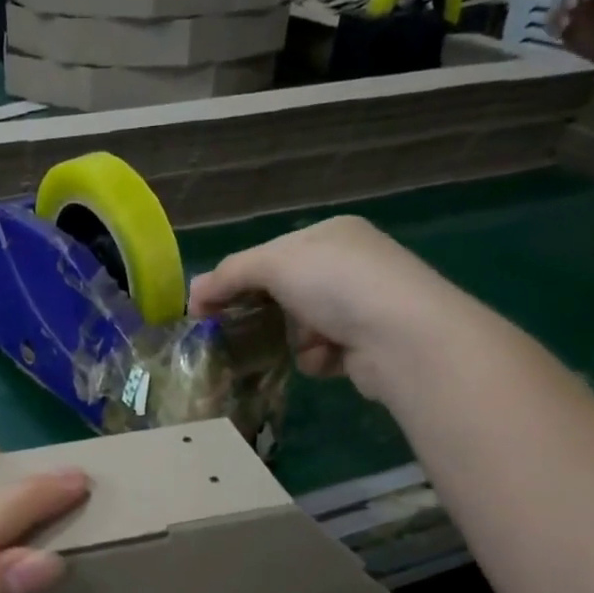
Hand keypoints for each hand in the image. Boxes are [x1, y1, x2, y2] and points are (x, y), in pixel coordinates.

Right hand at [190, 216, 482, 399]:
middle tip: (237, 334)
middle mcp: (350, 265)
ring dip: (294, 338)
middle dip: (265, 313)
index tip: (204, 310)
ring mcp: (363, 305)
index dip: (235, 279)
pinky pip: (322, 352)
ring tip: (303, 345)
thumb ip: (229, 275)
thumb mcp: (274, 264)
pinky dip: (317, 358)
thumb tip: (192, 294)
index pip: (270, 255)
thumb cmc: (335, 285)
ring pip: (300, 326)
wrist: (401, 336)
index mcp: (331, 235)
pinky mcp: (368, 344)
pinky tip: (328, 358)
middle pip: (285, 292)